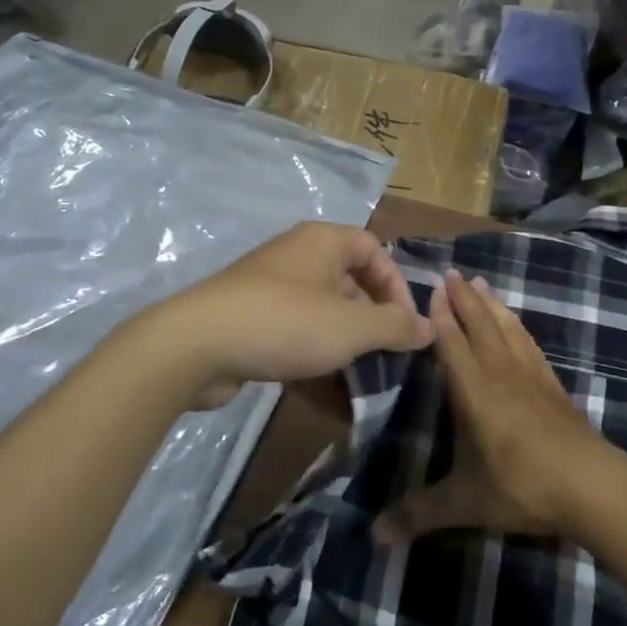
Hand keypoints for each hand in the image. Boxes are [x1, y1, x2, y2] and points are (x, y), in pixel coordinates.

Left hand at [155, 222, 434, 399]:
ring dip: (344, 339)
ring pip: (323, 309)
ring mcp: (270, 286)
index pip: (374, 250)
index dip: (396, 285)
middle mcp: (297, 255)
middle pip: (349, 280)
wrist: (197, 344)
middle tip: (385, 353)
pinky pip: (295, 329)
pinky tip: (323, 384)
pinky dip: (313, 351)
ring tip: (359, 373)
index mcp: (323, 241)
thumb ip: (395, 326)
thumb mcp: (351, 327)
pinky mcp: (251, 317)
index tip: (405, 325)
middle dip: (372, 317)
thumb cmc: (285, 323)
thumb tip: (430, 327)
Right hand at [375, 270, 619, 544]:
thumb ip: (419, 515)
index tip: (432, 288)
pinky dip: (519, 328)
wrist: (593, 487)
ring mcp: (532, 378)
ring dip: (493, 306)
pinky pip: (531, 346)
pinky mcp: (555, 388)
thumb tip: (372, 537)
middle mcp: (501, 374)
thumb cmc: (522, 487)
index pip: (453, 343)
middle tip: (453, 273)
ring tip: (482, 284)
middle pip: (480, 326)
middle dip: (464, 300)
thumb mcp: (465, 503)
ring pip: (508, 329)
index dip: (441, 316)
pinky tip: (518, 325)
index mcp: (474, 391)